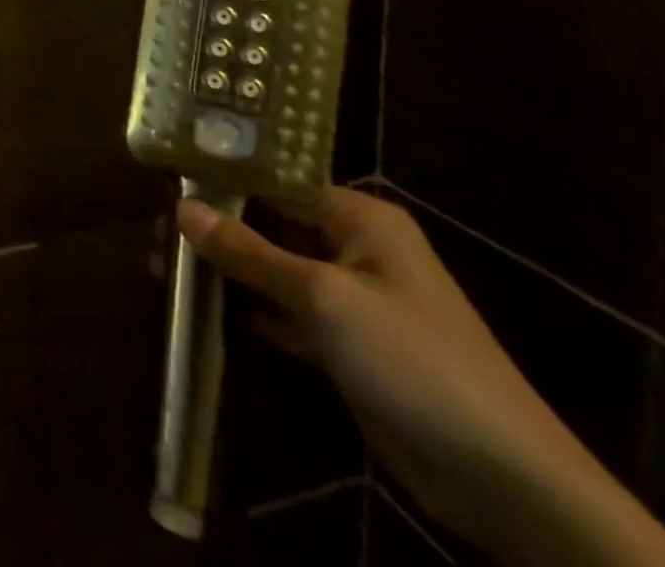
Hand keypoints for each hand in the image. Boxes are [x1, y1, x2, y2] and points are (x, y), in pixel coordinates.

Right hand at [176, 189, 596, 551]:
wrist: (507, 484)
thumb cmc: (414, 362)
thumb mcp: (324, 298)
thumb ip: (250, 251)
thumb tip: (183, 208)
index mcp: (359, 217)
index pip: (275, 181)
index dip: (221, 182)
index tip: (165, 188)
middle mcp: (355, 247)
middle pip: (271, 224)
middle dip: (216, 229)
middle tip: (156, 236)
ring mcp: (354, 300)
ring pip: (275, 269)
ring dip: (228, 270)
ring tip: (167, 268)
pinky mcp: (351, 347)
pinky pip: (289, 313)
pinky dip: (252, 310)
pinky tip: (209, 311)